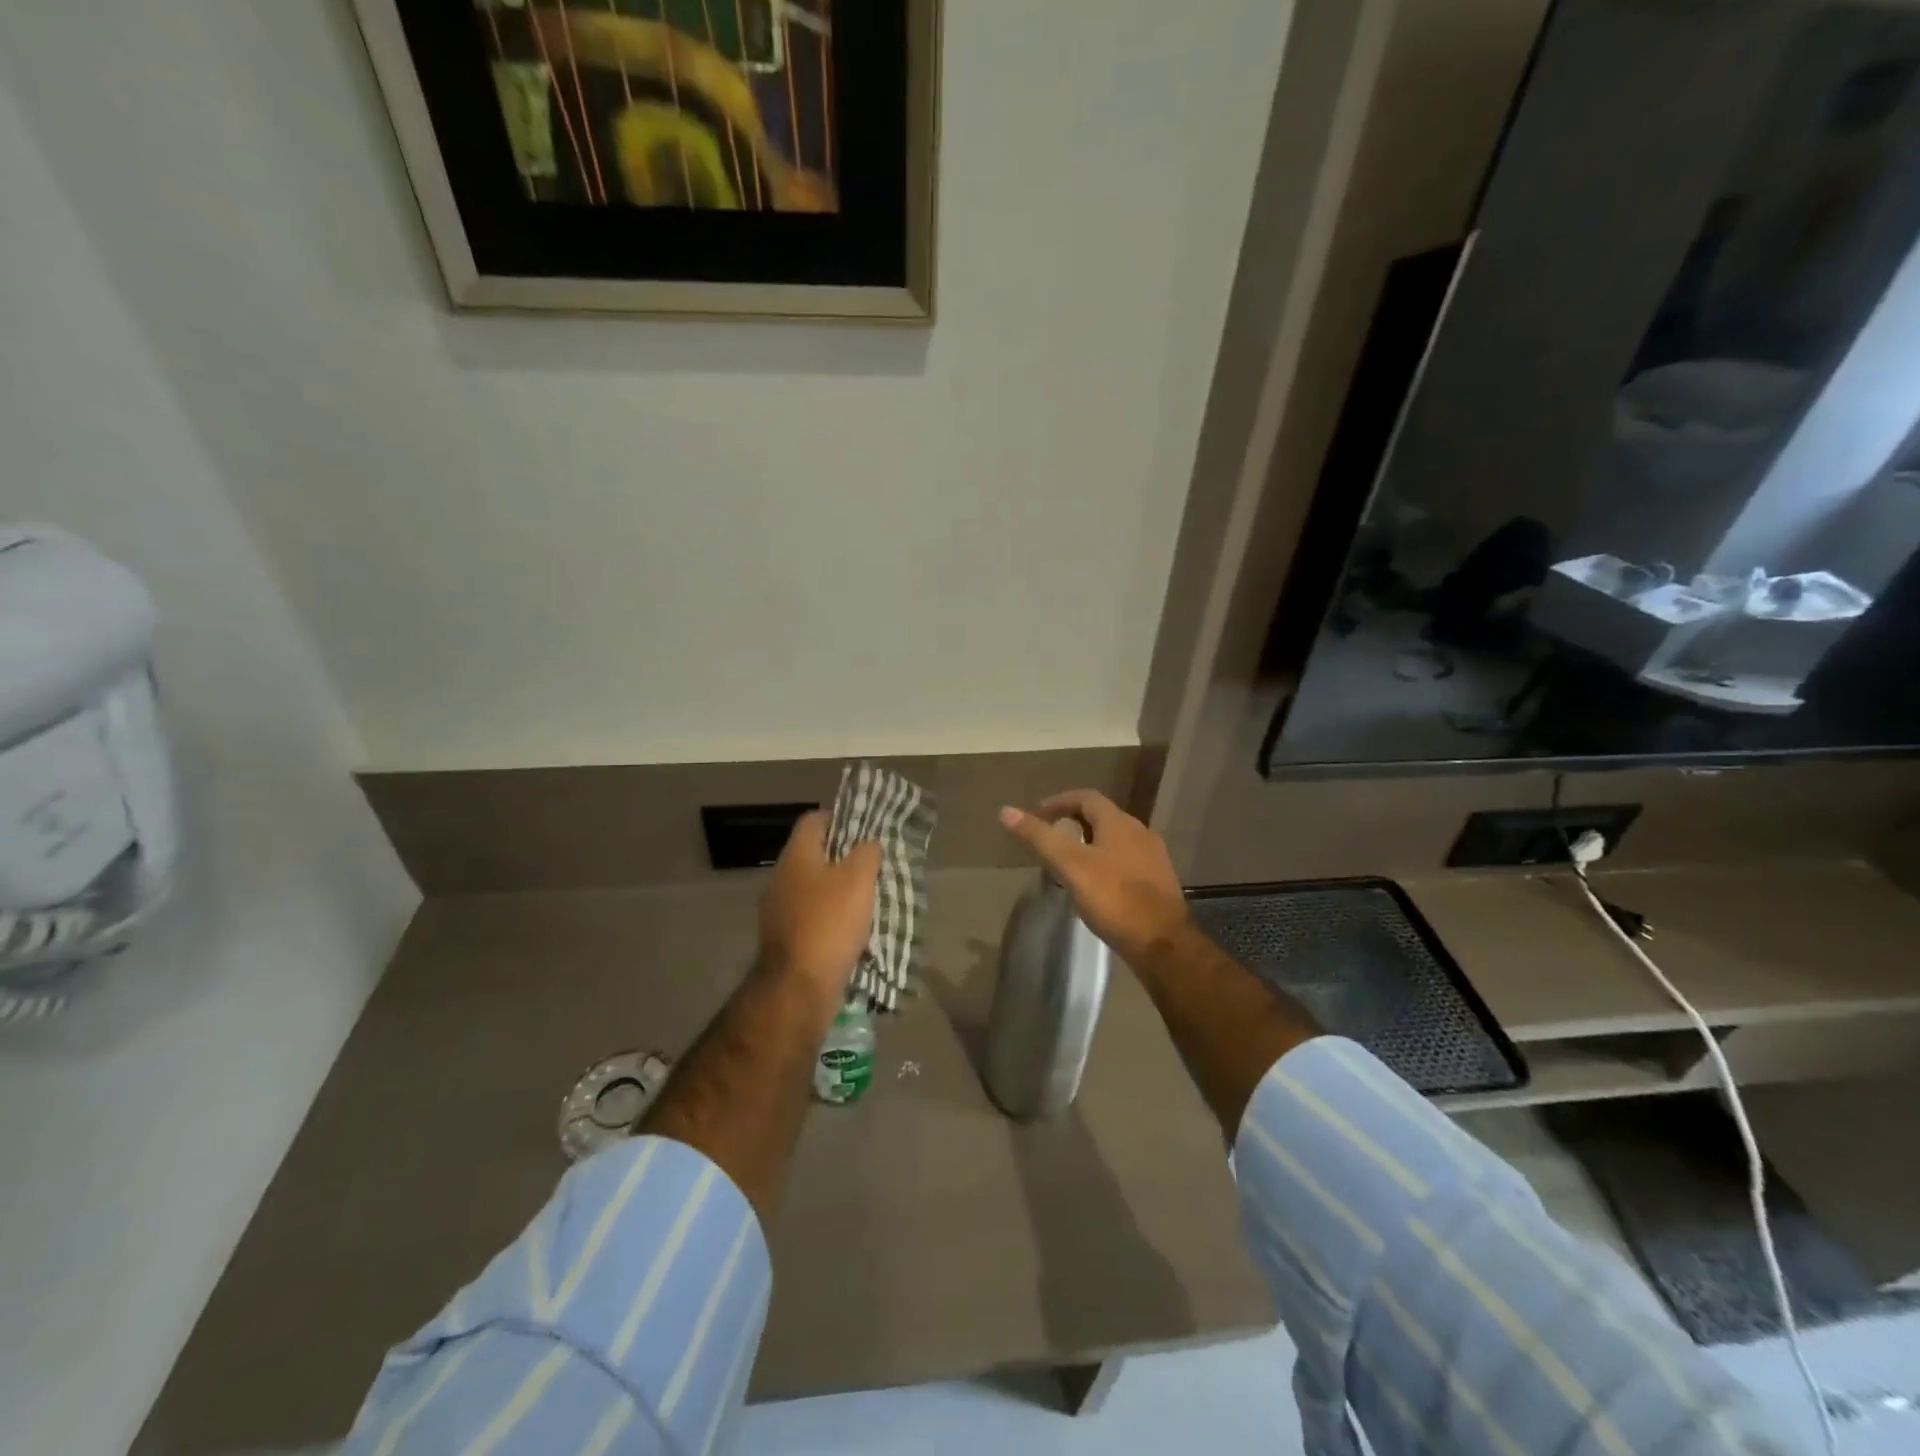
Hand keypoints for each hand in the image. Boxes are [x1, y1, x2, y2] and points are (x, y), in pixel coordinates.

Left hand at [759, 811, 880, 994]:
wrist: (799, 986)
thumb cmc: (829, 922)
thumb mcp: (858, 879)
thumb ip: (866, 853)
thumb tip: (868, 845)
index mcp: (796, 857)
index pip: (814, 820)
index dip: (840, 817)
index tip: (865, 827)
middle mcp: (781, 878)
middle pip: (814, 855)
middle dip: (843, 858)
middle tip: (873, 863)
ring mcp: (779, 911)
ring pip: (814, 888)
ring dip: (839, 890)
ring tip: (869, 897)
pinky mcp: (785, 940)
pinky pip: (812, 918)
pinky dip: (832, 918)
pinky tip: (854, 928)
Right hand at [998, 790, 1190, 965]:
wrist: (1162, 942)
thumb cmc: (1113, 898)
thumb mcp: (1069, 865)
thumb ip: (1039, 837)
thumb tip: (1006, 811)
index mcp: (1119, 823)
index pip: (1086, 797)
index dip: (1060, 801)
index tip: (1038, 814)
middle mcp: (1140, 832)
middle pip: (1103, 817)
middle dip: (1075, 821)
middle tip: (1051, 836)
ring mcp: (1153, 858)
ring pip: (1116, 840)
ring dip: (1091, 842)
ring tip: (1069, 861)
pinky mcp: (1159, 882)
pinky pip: (1127, 861)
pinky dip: (1106, 862)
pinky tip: (1096, 884)